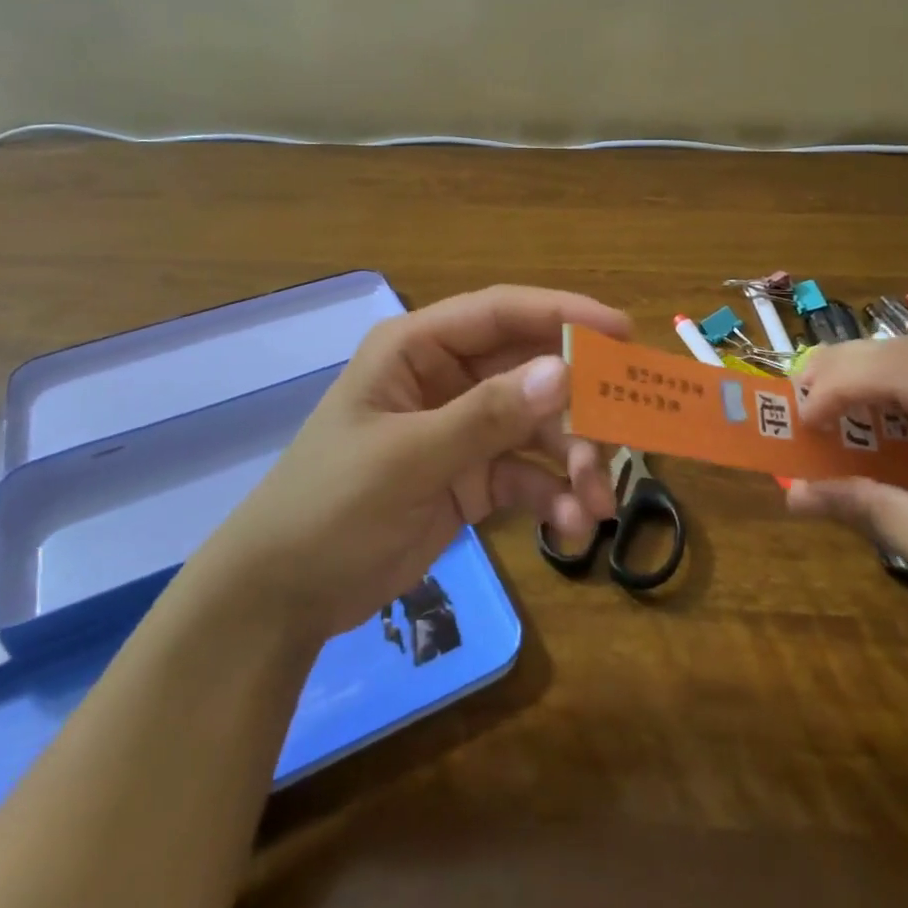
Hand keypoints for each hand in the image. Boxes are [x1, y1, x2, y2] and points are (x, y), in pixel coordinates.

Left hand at [189, 286, 627, 645]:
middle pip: (530, 370)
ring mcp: (461, 429)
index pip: (500, 313)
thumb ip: (486, 416)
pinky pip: (526, 474)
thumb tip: (563, 372)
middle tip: (623, 438)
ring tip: (596, 504)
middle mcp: (446, 379)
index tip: (621, 331)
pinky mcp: (471, 478)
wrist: (284, 594)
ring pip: (537, 425)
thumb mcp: (407, 458)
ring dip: (573, 459)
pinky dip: (553, 495)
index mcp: (418, 349)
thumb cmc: (331, 505)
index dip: (562, 314)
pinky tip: (571, 526)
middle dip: (578, 405)